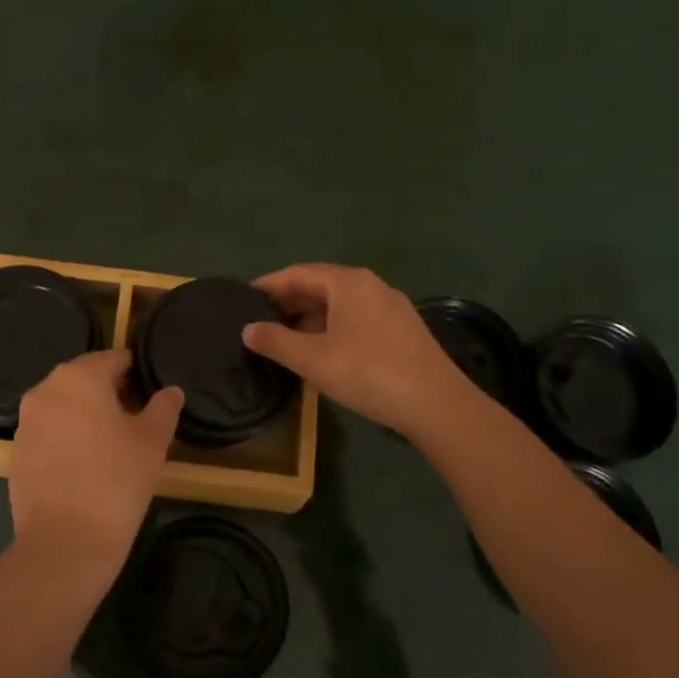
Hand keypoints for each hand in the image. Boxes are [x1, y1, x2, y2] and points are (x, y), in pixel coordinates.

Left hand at [10, 350, 183, 568]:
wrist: (65, 542)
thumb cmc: (116, 481)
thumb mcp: (153, 441)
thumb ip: (164, 408)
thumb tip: (171, 391)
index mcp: (79, 377)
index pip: (113, 359)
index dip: (135, 372)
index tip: (150, 392)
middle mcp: (45, 390)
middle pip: (84, 379)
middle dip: (109, 392)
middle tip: (136, 419)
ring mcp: (26, 422)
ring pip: (63, 406)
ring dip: (86, 415)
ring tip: (112, 444)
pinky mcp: (17, 452)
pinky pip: (48, 432)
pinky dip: (67, 438)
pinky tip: (85, 465)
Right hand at [242, 264, 470, 436]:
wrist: (436, 404)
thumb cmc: (368, 372)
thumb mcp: (313, 359)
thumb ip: (276, 342)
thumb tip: (248, 329)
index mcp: (348, 283)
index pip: (298, 273)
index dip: (268, 285)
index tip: (243, 297)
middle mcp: (371, 286)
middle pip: (320, 286)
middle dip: (288, 301)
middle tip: (257, 320)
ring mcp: (390, 308)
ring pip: (338, 305)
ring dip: (308, 317)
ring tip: (282, 337)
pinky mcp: (400, 331)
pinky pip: (355, 319)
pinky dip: (330, 328)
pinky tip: (319, 351)